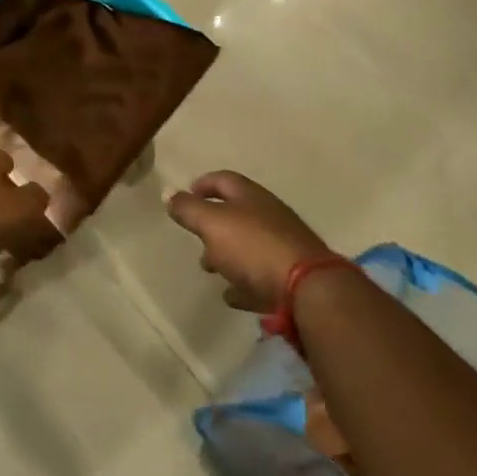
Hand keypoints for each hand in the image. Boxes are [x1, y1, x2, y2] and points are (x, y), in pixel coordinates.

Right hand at [166, 170, 336, 311]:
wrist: (308, 289)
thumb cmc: (253, 247)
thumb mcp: (212, 223)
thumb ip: (188, 209)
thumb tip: (168, 192)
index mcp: (250, 196)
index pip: (222, 180)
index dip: (202, 184)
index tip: (186, 196)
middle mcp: (269, 215)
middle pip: (237, 213)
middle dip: (213, 224)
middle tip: (195, 238)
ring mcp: (283, 246)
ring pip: (248, 245)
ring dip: (227, 254)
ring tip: (210, 268)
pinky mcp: (292, 277)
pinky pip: (261, 277)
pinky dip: (244, 282)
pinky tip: (232, 295)